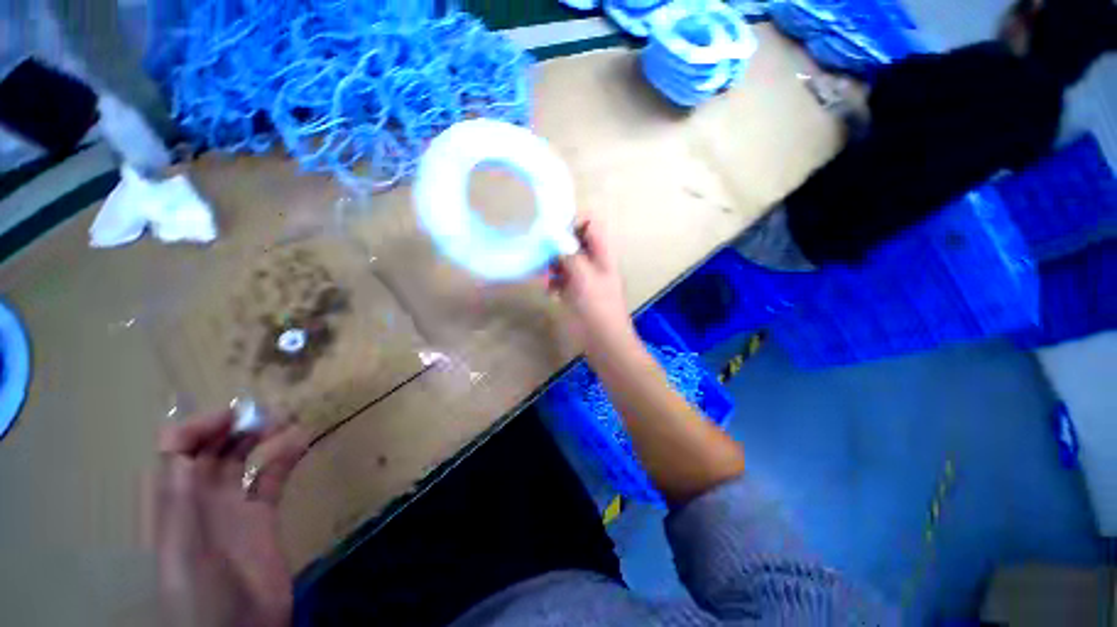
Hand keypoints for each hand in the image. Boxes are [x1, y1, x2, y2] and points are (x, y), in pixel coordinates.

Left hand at [155, 410, 309, 626]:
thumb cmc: (200, 594)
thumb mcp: (182, 551)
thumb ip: (178, 502)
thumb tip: (180, 446)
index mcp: (173, 503)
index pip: (175, 450)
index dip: (199, 427)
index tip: (234, 416)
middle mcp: (199, 498)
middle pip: (210, 450)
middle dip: (234, 426)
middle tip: (268, 414)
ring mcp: (232, 507)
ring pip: (242, 459)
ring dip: (261, 436)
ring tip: (287, 420)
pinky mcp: (261, 517)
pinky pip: (271, 478)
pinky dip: (285, 457)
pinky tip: (302, 442)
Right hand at [548, 219, 634, 344]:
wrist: (603, 341)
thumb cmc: (598, 308)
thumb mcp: (584, 277)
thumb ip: (570, 253)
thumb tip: (552, 232)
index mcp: (601, 253)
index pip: (589, 223)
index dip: (572, 221)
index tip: (551, 229)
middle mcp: (592, 260)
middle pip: (572, 240)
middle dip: (555, 245)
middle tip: (541, 253)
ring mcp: (582, 276)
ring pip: (563, 259)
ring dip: (550, 264)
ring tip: (543, 275)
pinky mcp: (573, 290)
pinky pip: (559, 277)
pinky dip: (552, 280)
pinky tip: (548, 290)